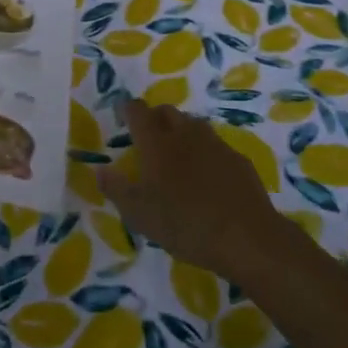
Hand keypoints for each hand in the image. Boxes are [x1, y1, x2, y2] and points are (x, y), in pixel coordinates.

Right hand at [99, 101, 284, 280]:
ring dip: (180, 132)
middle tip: (148, 140)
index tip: (122, 118)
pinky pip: (215, 145)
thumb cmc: (185, 224)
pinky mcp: (238, 159)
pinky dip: (205, 152)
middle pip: (166, 112)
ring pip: (193, 125)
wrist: (247, 238)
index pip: (137, 110)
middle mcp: (184, 133)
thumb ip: (116, 189)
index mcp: (156, 142)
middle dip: (154, 118)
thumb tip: (100, 170)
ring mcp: (215, 144)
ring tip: (176, 157)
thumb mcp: (139, 215)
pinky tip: (206, 177)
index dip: (127, 110)